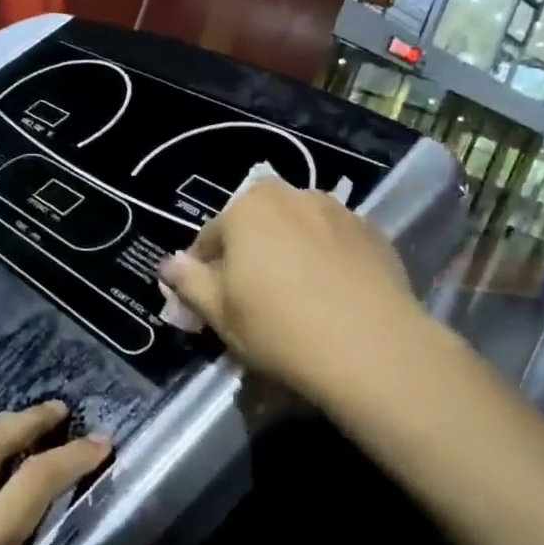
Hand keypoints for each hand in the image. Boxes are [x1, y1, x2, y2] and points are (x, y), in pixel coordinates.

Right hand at [158, 178, 420, 403]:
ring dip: (288, 253)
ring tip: (297, 297)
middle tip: (253, 300)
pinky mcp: (373, 233)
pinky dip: (325, 260)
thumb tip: (169, 264)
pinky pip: (334, 243)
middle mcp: (292, 196)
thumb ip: (190, 282)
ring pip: (297, 230)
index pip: (210, 238)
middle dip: (249, 255)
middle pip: (256, 226)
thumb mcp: (220, 314)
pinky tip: (332, 296)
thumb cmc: (280, 328)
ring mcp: (338, 211)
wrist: (372, 348)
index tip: (210, 306)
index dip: (204, 273)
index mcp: (247, 208)